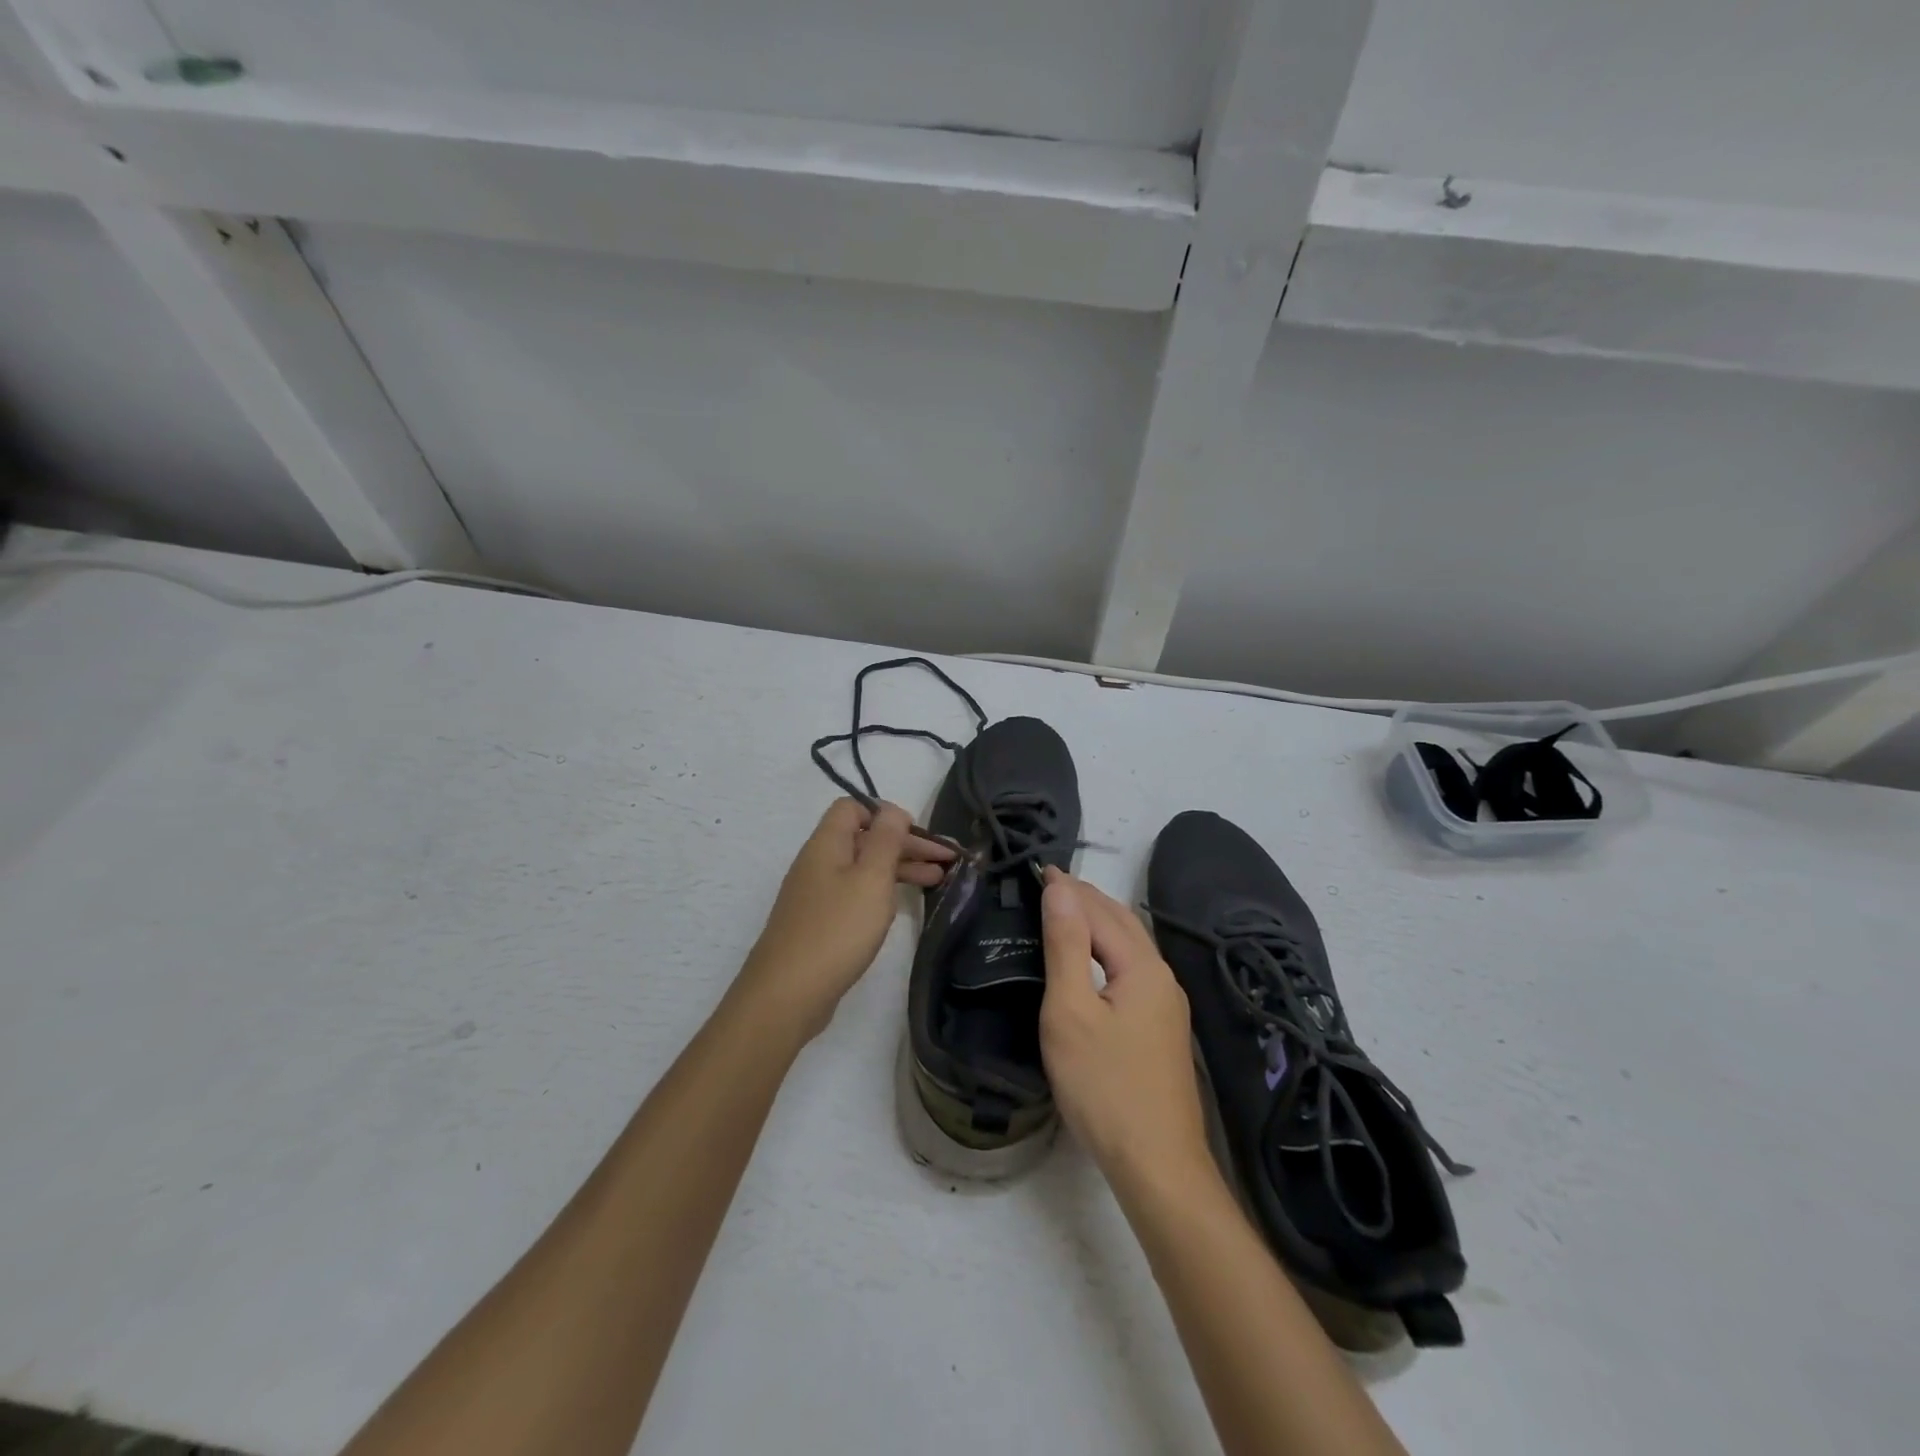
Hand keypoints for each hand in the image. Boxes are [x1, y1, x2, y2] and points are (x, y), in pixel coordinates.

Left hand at [735, 798, 954, 1042]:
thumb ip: (886, 840)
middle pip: (863, 839)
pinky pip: (854, 895)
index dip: (886, 814)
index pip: (852, 807)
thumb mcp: (871, 878)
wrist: (787, 994)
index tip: (918, 833)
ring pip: (862, 869)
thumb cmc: (837, 929)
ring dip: (899, 869)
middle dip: (905, 844)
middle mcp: (817, 863)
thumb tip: (892, 810)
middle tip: (945, 860)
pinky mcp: (819, 923)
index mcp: (826, 844)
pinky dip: (881, 893)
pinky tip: (900, 906)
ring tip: (938, 881)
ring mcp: (816, 895)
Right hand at [1038, 868, 1213, 1195]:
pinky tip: (1094, 961)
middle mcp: (1161, 976)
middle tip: (1049, 884)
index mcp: (1141, 966)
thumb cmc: (1104, 1085)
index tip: (1038, 868)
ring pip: (1131, 945)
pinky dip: (1108, 948)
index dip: (1068, 888)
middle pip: (1122, 922)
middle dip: (1087, 897)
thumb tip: (1060, 889)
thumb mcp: (1071, 1012)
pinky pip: (1133, 968)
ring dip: (1100, 921)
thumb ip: (1065, 946)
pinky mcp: (1163, 1028)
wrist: (1157, 1164)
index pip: (1099, 911)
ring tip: (1066, 911)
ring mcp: (1167, 1004)